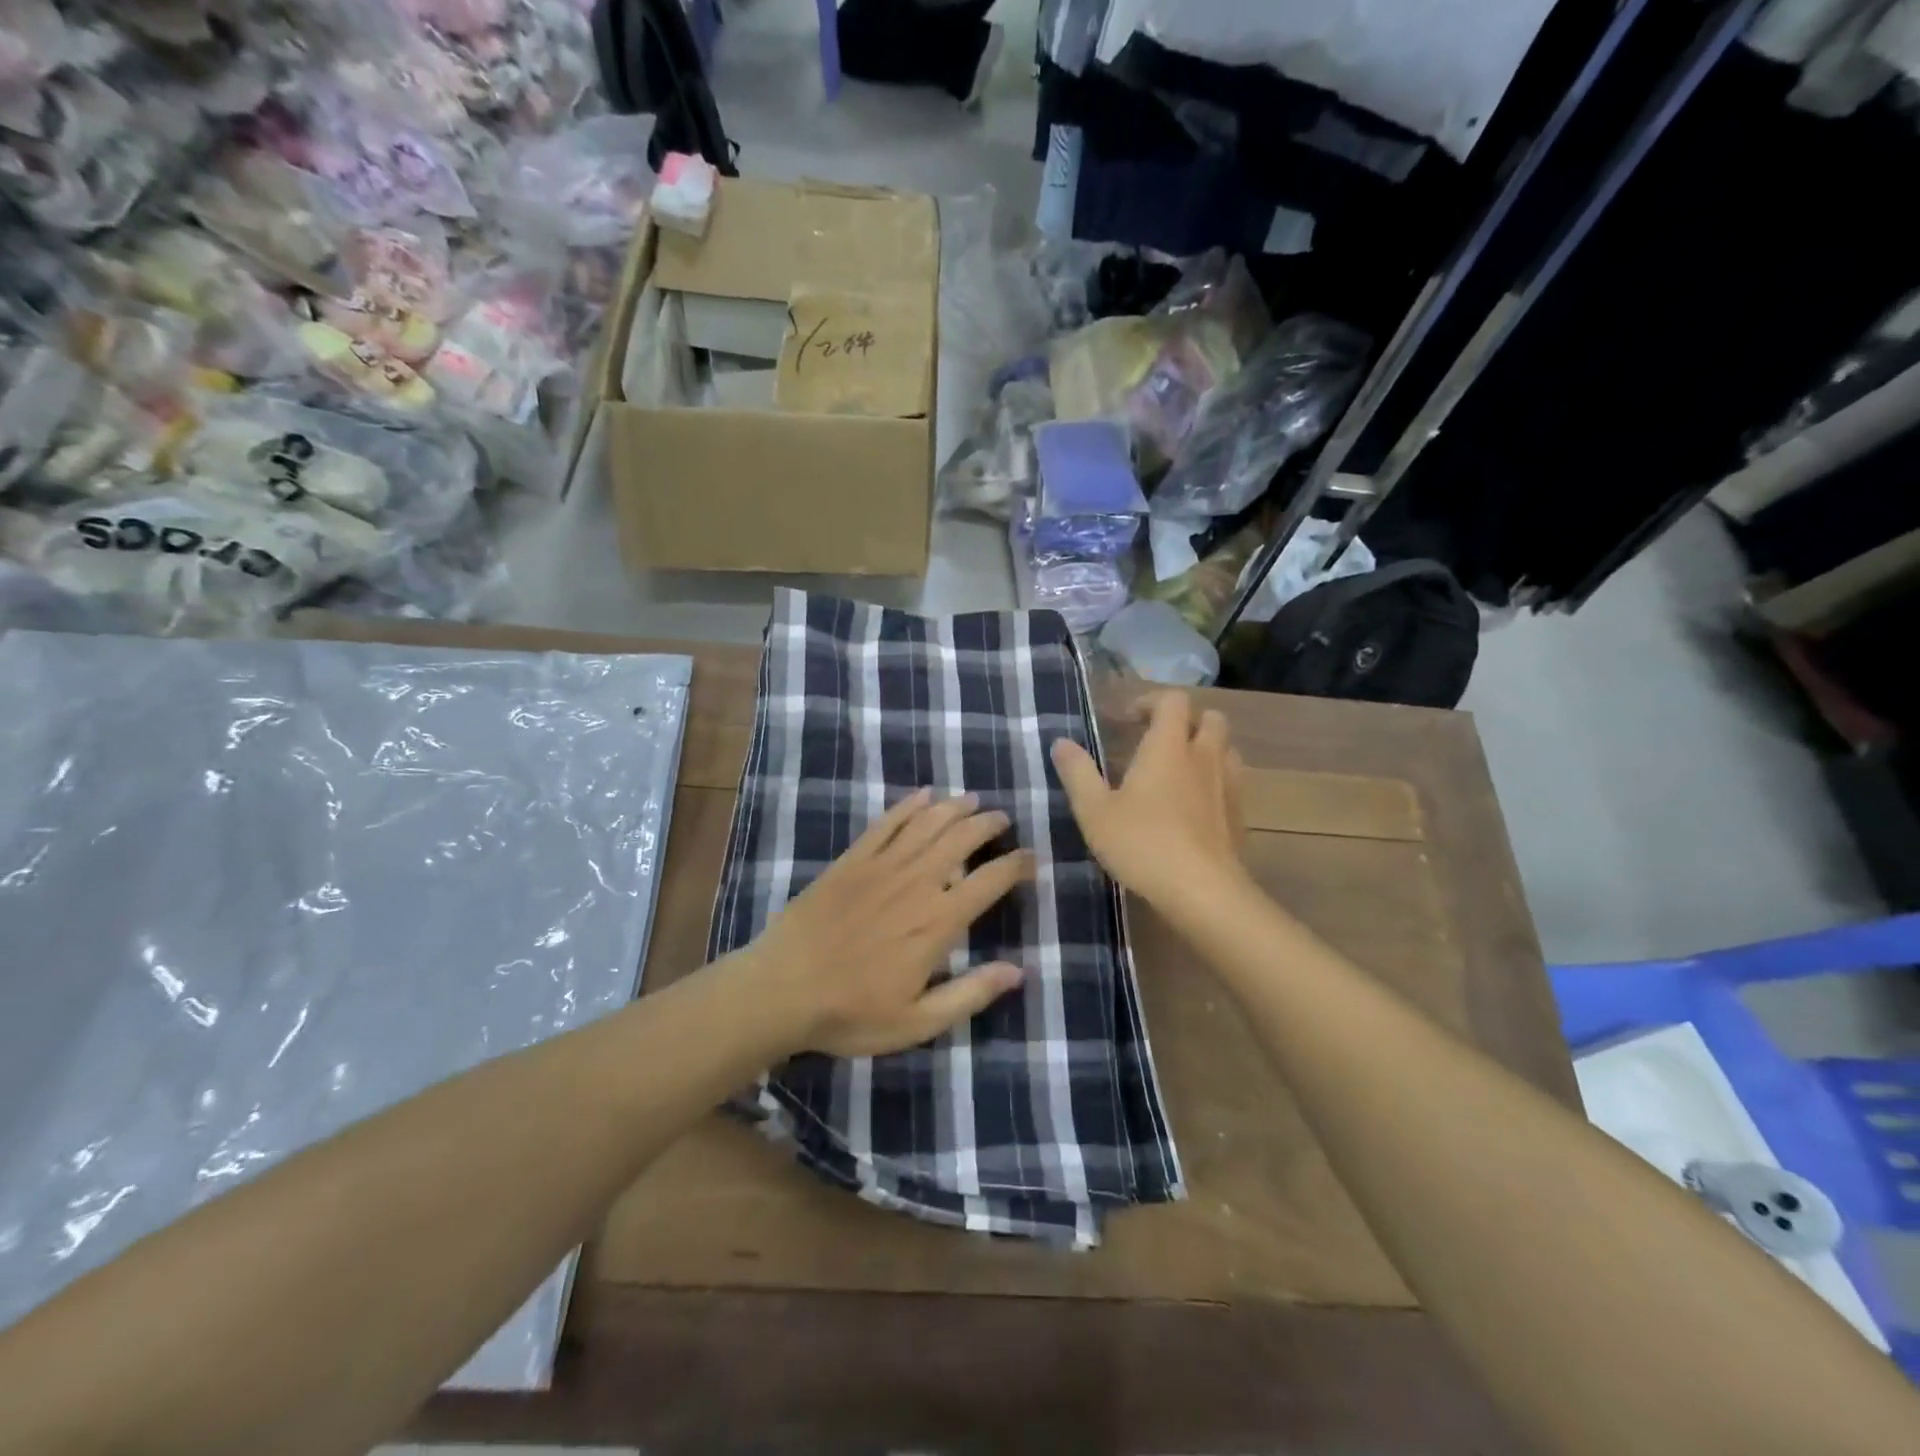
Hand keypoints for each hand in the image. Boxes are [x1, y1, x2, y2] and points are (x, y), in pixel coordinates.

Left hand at [749, 788, 1033, 1058]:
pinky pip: (886, 823)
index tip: (1031, 858)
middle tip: (1002, 819)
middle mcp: (916, 883)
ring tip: (974, 800)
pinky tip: (923, 796)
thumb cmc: (851, 1012)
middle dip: (988, 824)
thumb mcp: (917, 1022)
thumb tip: (1019, 972)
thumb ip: (970, 994)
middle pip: (961, 839)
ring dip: (955, 808)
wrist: (781, 989)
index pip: (989, 881)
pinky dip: (908, 805)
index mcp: (937, 922)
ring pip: (928, 823)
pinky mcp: (851, 860)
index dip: (1015, 865)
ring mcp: (881, 866)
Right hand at [1051, 691, 1248, 910]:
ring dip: (1205, 749)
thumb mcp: (1095, 811)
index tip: (1128, 720)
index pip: (1172, 700)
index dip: (1151, 701)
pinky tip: (1194, 807)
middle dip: (1186, 721)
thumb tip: (1061, 742)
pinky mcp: (1239, 815)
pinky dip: (1214, 782)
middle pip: (1210, 718)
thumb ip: (1078, 773)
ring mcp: (1228, 786)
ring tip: (1178, 771)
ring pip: (1226, 749)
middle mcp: (1203, 757)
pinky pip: (1231, 782)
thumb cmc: (1142, 844)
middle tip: (1158, 741)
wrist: (1202, 891)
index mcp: (1168, 747)